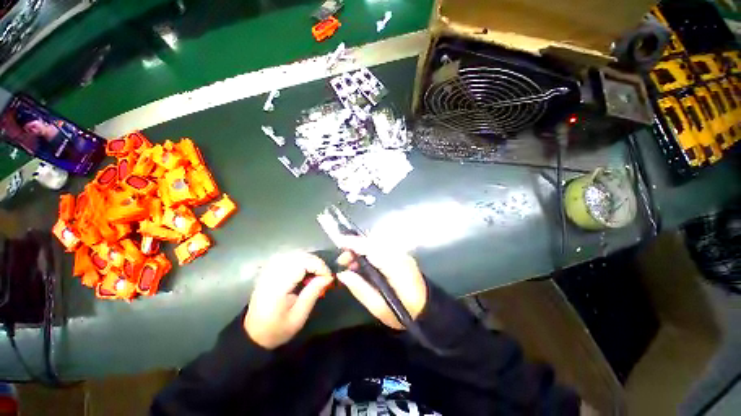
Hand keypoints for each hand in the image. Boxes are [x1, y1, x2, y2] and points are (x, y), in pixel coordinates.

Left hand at [244, 252, 333, 348]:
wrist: (253, 334)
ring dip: (308, 260)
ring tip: (315, 273)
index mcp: (278, 286)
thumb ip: (313, 293)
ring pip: (293, 254)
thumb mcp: (299, 316)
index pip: (301, 264)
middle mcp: (272, 274)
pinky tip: (303, 271)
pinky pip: (287, 257)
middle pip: (298, 256)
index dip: (318, 265)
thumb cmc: (278, 329)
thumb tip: (328, 276)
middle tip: (323, 274)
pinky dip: (299, 260)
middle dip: (315, 262)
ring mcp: (268, 271)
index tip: (328, 276)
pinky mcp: (268, 271)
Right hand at [337, 237, 426, 329]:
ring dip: (361, 249)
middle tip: (342, 260)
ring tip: (349, 263)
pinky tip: (361, 263)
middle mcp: (400, 255)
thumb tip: (342, 274)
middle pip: (374, 242)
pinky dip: (369, 252)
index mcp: (396, 267)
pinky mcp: (401, 256)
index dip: (356, 243)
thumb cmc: (405, 313)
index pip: (373, 248)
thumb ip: (360, 289)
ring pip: (377, 243)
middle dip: (356, 246)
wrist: (429, 311)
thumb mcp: (379, 308)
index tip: (339, 242)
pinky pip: (382, 248)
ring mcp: (402, 254)